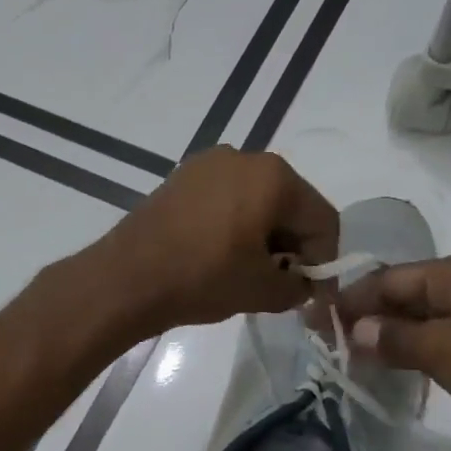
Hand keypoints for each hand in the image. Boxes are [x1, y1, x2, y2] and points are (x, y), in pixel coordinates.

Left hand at [87, 148, 338, 336]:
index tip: (311, 293)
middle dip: (292, 245)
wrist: (127, 278)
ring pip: (256, 200)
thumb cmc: (204, 278)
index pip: (322, 220)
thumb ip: (297, 287)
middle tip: (281, 282)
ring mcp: (207, 164)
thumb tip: (299, 284)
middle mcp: (244, 157)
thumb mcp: (264, 291)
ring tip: (248, 271)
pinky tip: (220, 255)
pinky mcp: (180, 178)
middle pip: (289, 204)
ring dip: (262, 234)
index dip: (323, 261)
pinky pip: (224, 199)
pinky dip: (233, 224)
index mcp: (274, 176)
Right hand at [335, 251, 450, 447]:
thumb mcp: (442, 348)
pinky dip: (416, 354)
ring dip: (390, 338)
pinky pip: (444, 344)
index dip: (353, 299)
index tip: (318, 320)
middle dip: (369, 317)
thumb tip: (356, 332)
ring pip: (425, 322)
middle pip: (408, 296)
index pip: (392, 278)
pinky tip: (394, 371)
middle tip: (331, 341)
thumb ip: (393, 338)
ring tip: (353, 358)